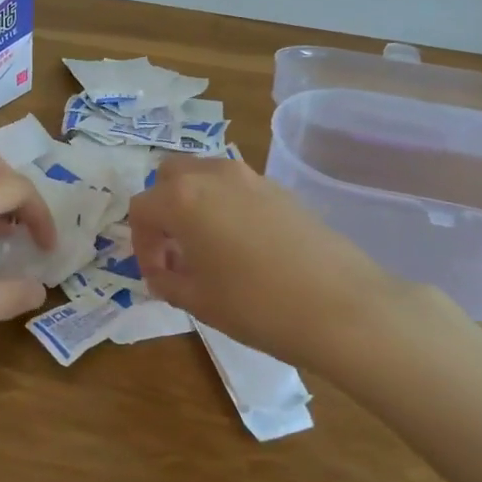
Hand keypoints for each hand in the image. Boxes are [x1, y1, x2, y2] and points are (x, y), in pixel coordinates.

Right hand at [129, 155, 427, 362]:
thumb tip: (163, 273)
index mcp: (182, 198)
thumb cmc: (256, 305)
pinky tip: (242, 247)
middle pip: (170, 176)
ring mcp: (250, 177)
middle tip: (175, 251)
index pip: (142, 209)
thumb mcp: (198, 301)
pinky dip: (224, 206)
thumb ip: (167, 281)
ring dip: (193, 204)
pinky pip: (235, 187)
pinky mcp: (280, 189)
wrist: (341, 306)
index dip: (141, 245)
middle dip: (163, 210)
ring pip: (205, 176)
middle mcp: (212, 174)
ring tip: (207, 248)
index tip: (157, 277)